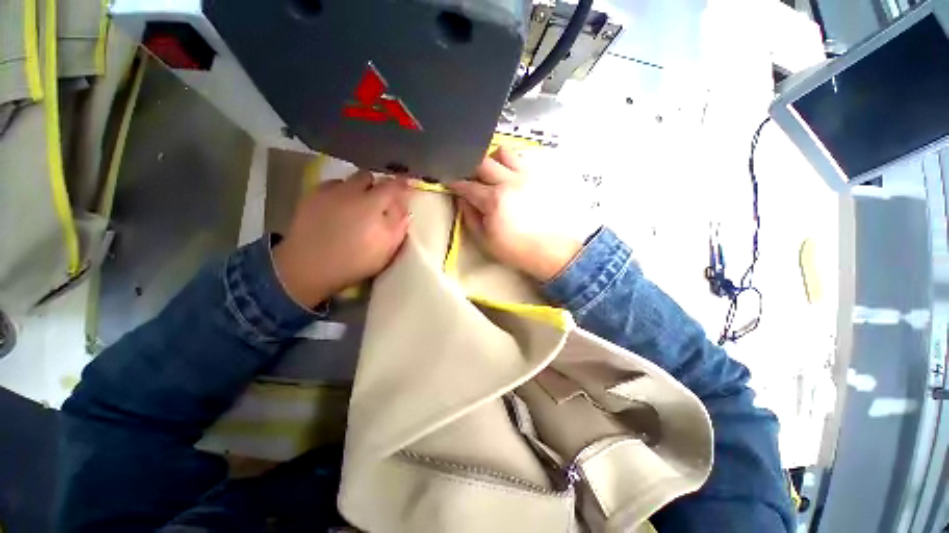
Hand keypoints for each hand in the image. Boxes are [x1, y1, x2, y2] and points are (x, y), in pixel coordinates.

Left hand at [273, 172, 410, 307]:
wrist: (308, 267)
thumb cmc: (354, 261)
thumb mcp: (386, 248)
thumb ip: (399, 225)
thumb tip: (405, 208)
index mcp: (372, 203)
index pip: (393, 185)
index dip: (403, 184)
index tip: (408, 185)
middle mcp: (350, 191)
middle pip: (369, 176)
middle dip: (377, 186)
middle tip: (379, 202)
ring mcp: (328, 192)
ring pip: (348, 180)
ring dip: (357, 189)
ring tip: (356, 206)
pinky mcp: (310, 197)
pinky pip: (330, 186)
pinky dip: (338, 193)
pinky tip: (337, 208)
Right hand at [448, 148, 582, 281]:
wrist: (552, 250)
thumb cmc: (516, 249)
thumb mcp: (485, 240)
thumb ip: (470, 217)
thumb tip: (461, 199)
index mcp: (494, 200)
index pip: (467, 185)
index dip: (454, 182)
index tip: (450, 182)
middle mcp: (509, 182)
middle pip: (482, 161)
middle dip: (470, 167)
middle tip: (470, 179)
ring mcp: (527, 176)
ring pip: (504, 152)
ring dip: (492, 160)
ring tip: (492, 174)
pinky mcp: (540, 177)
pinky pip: (522, 159)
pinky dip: (510, 164)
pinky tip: (510, 178)